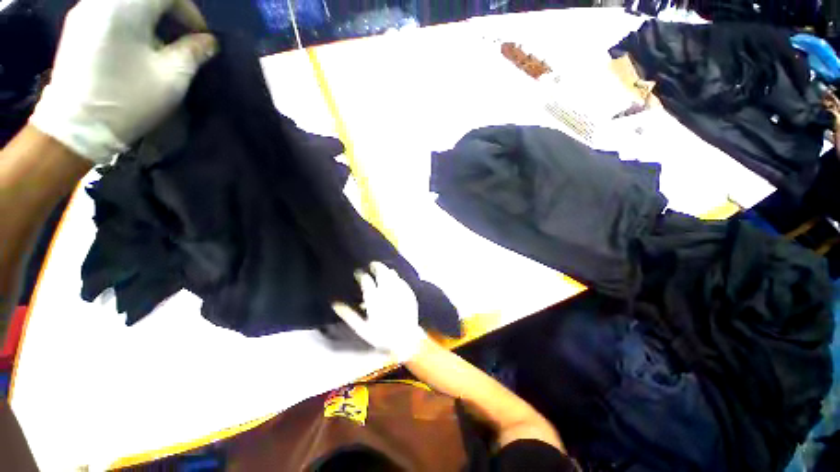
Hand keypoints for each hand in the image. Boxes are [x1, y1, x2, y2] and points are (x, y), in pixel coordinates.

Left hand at [30, 0, 217, 163]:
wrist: (74, 126)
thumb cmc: (128, 100)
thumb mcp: (172, 78)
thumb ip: (193, 52)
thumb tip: (209, 41)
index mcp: (126, 7)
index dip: (190, 12)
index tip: (201, 37)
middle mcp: (102, 0)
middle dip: (171, 13)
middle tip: (183, 39)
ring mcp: (85, 11)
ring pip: (128, 3)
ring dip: (151, 17)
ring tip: (161, 43)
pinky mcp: (77, 25)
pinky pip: (111, 10)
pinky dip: (131, 20)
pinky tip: (136, 43)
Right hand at [332, 262, 427, 362]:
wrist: (406, 341)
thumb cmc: (381, 337)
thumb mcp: (362, 328)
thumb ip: (348, 315)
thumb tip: (335, 303)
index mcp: (374, 300)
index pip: (366, 281)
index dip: (361, 275)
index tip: (358, 274)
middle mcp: (387, 292)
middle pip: (381, 272)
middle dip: (376, 266)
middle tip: (372, 265)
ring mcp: (400, 292)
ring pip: (392, 274)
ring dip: (386, 270)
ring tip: (382, 270)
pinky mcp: (409, 294)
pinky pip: (402, 281)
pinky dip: (396, 278)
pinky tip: (394, 279)